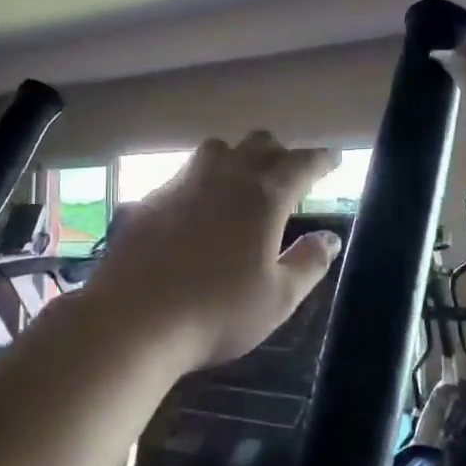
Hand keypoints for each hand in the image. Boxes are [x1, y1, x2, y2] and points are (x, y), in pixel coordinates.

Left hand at [80, 132, 342, 370]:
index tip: (334, 159)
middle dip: (279, 152)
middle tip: (288, 173)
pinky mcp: (147, 200)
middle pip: (257, 143)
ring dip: (235, 157)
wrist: (131, 322)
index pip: (301, 164)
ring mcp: (181, 184)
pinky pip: (181, 176)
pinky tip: (193, 212)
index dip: (322, 160)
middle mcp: (223, 178)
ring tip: (239, 182)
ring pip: (215, 150)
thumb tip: (330, 238)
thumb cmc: (216, 313)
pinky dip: (198, 184)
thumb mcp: (278, 299)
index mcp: (263, 198)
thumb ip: (309, 263)